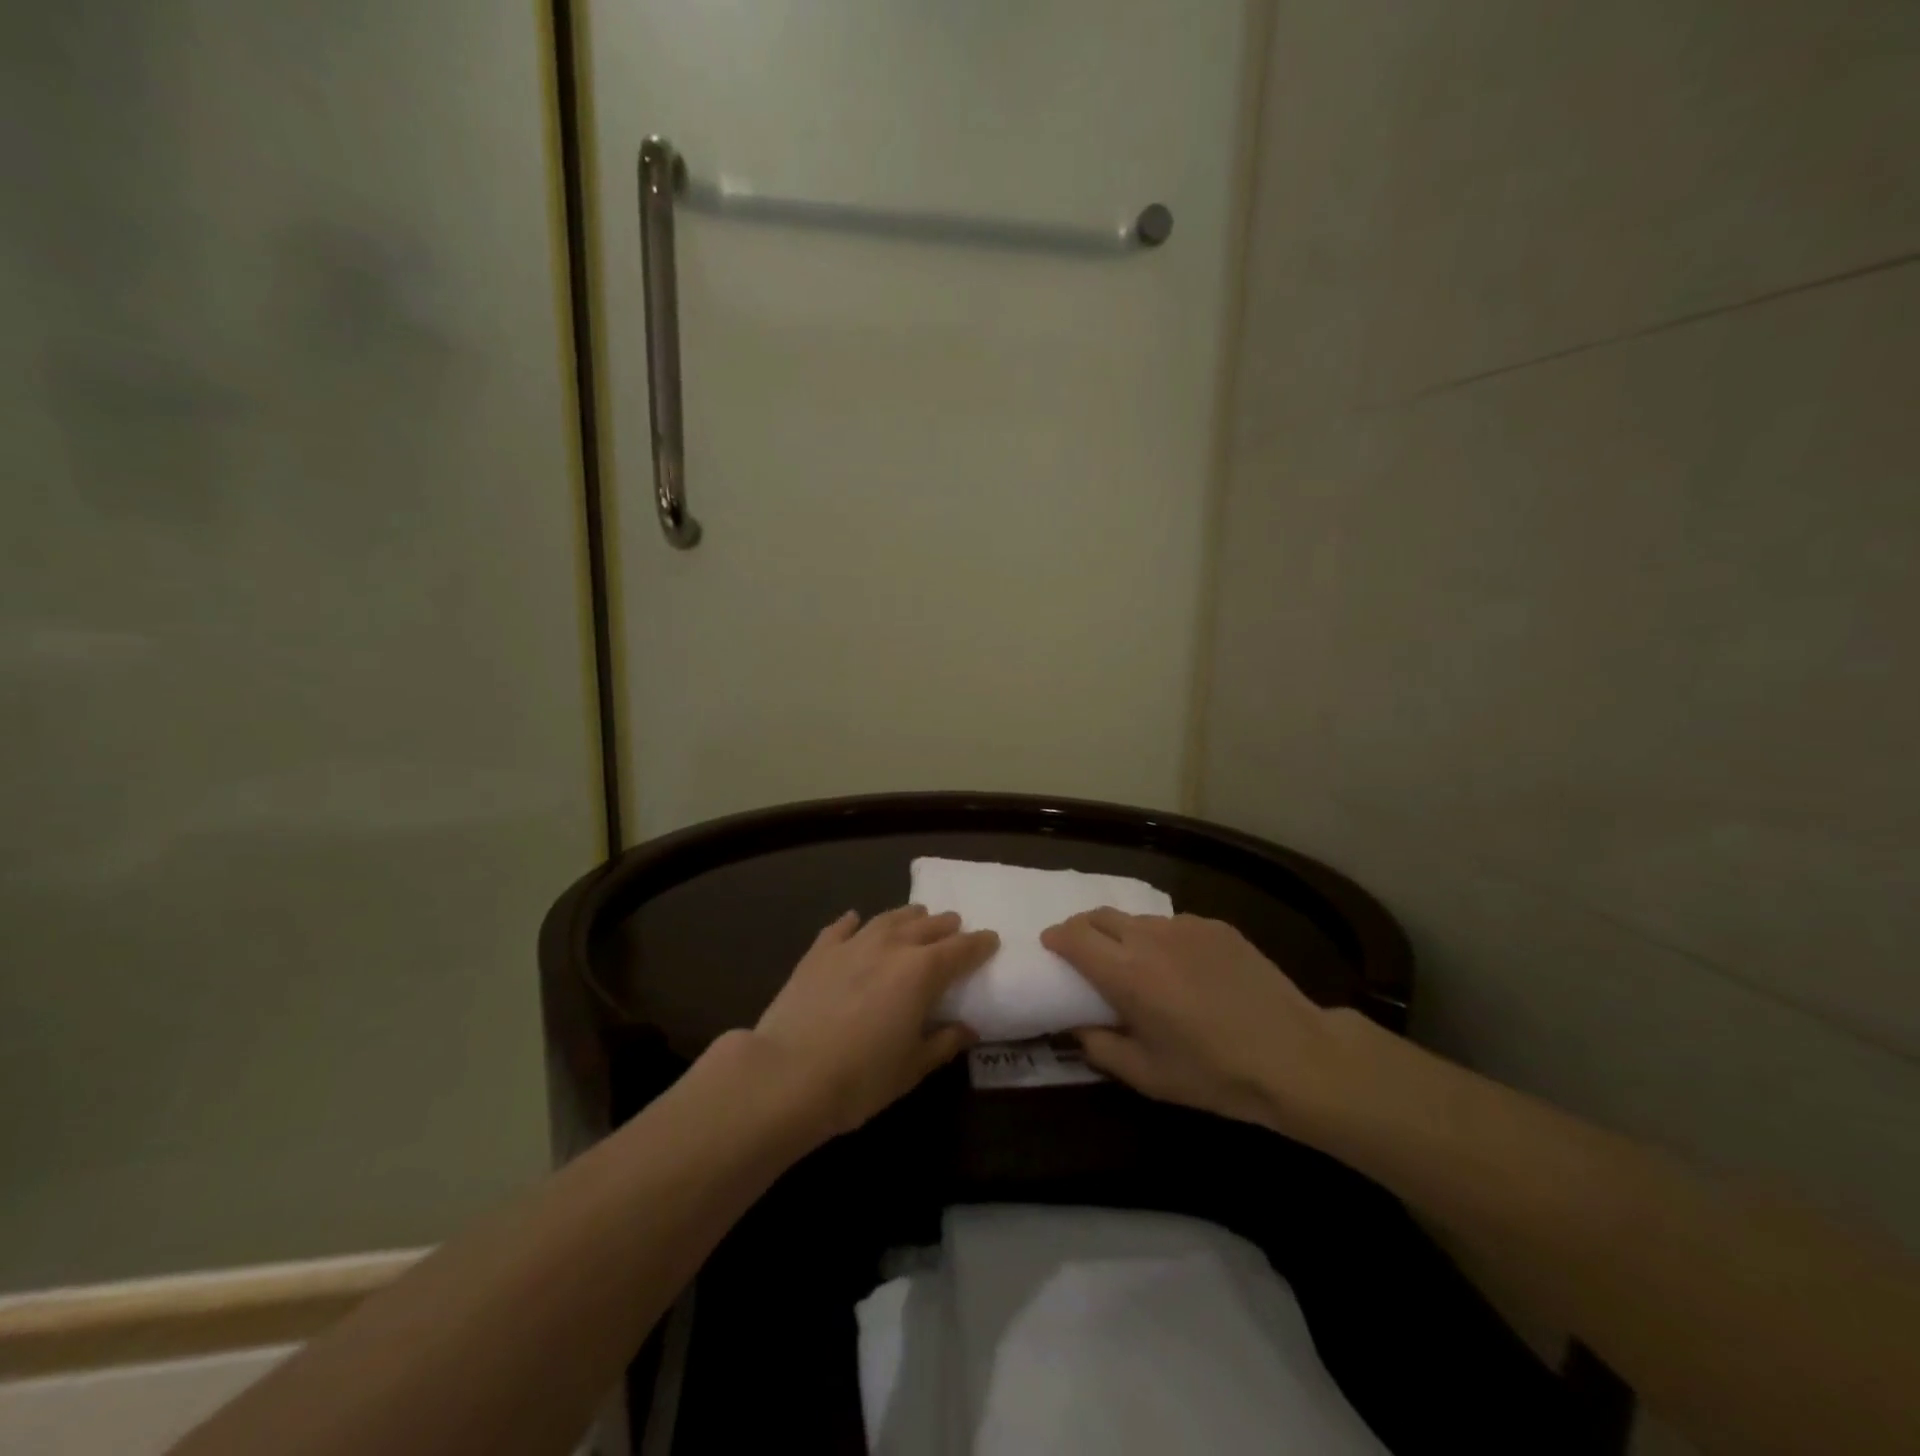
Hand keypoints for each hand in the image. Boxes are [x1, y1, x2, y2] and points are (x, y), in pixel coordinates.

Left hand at [746, 905, 997, 1142]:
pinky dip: (854, 922)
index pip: (960, 950)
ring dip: (907, 916)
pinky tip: (856, 919)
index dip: (979, 944)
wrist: (787, 1074)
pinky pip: (841, 928)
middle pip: (926, 927)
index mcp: (921, 972)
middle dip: (945, 925)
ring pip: (887, 919)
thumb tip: (967, 1029)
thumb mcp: (911, 1067)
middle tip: (955, 925)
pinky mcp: (818, 952)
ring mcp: (852, 945)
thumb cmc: (860, 1078)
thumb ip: (943, 1043)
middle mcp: (890, 947)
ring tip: (917, 915)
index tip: (991, 939)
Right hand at [1041, 909, 1360, 1137]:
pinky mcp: (1216, 926)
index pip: (1074, 936)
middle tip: (1083, 953)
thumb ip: (1100, 1047)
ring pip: (1137, 919)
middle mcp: (1150, 938)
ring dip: (1123, 935)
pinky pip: (1174, 925)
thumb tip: (1076, 1026)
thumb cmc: (1215, 1074)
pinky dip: (1162, 940)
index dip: (1056, 938)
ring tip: (1136, 965)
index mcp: (1127, 974)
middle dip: (1082, 929)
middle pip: (1100, 915)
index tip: (1051, 948)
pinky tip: (1182, 970)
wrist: (1296, 1056)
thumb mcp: (1147, 1076)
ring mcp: (1186, 927)